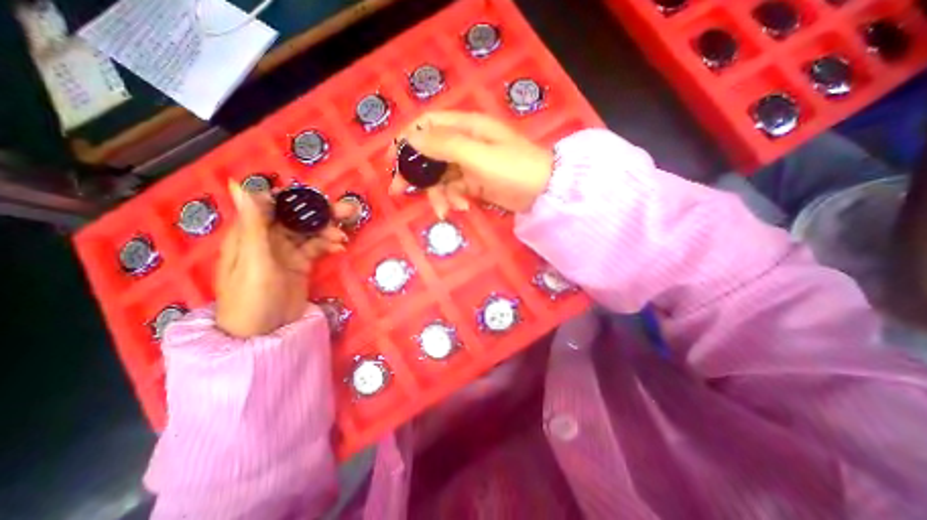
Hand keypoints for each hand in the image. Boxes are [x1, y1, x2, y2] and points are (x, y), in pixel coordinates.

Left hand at [215, 182, 354, 339]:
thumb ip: (254, 224)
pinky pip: (317, 248)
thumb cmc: (252, 297)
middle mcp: (268, 238)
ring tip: (343, 237)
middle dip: (320, 213)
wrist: (265, 333)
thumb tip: (239, 184)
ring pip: (310, 232)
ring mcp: (287, 251)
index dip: (293, 197)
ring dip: (328, 231)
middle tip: (347, 211)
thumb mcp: (255, 260)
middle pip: (296, 217)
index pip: (271, 204)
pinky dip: (328, 245)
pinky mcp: (301, 263)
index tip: (317, 197)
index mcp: (250, 233)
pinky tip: (339, 248)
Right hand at [388, 112, 552, 217]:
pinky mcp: (475, 183)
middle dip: (415, 173)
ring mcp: (470, 164)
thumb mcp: (478, 155)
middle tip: (399, 192)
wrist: (543, 192)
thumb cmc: (514, 168)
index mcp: (466, 127)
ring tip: (446, 210)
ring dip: (439, 194)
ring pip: (441, 177)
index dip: (406, 139)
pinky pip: (455, 190)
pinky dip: (454, 200)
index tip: (391, 159)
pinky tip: (462, 208)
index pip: (427, 125)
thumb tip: (411, 138)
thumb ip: (444, 145)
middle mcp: (465, 142)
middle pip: (430, 154)